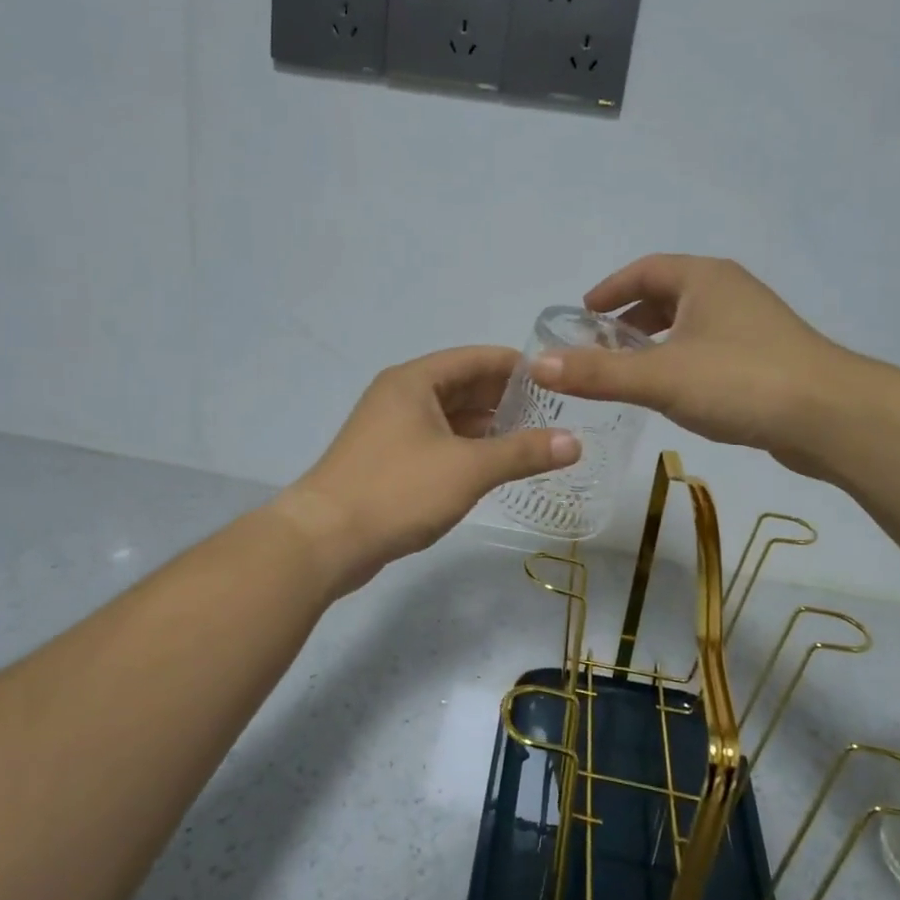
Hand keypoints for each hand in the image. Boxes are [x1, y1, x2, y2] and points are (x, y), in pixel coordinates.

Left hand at [271, 346, 580, 593]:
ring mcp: (390, 429)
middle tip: (554, 415)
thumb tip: (575, 442)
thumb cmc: (398, 490)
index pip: (476, 359)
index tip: (557, 380)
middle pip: (463, 386)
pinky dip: (466, 449)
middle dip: (506, 399)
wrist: (325, 540)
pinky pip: (437, 442)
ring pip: (450, 417)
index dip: (517, 367)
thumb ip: (522, 452)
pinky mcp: (387, 460)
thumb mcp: (468, 469)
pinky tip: (494, 466)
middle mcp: (401, 396)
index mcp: (415, 381)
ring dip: (487, 427)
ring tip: (533, 441)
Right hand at [530, 254, 855, 477]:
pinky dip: (682, 359)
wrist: (831, 417)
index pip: (645, 269)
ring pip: (691, 322)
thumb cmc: (741, 381)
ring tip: (630, 369)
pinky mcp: (767, 357)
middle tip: (600, 343)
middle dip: (632, 316)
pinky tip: (675, 391)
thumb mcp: (660, 377)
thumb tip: (538, 364)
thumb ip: (598, 372)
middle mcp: (730, 291)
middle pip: (669, 293)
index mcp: (704, 279)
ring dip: (658, 339)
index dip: (610, 287)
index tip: (583, 311)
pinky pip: (710, 347)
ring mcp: (753, 323)